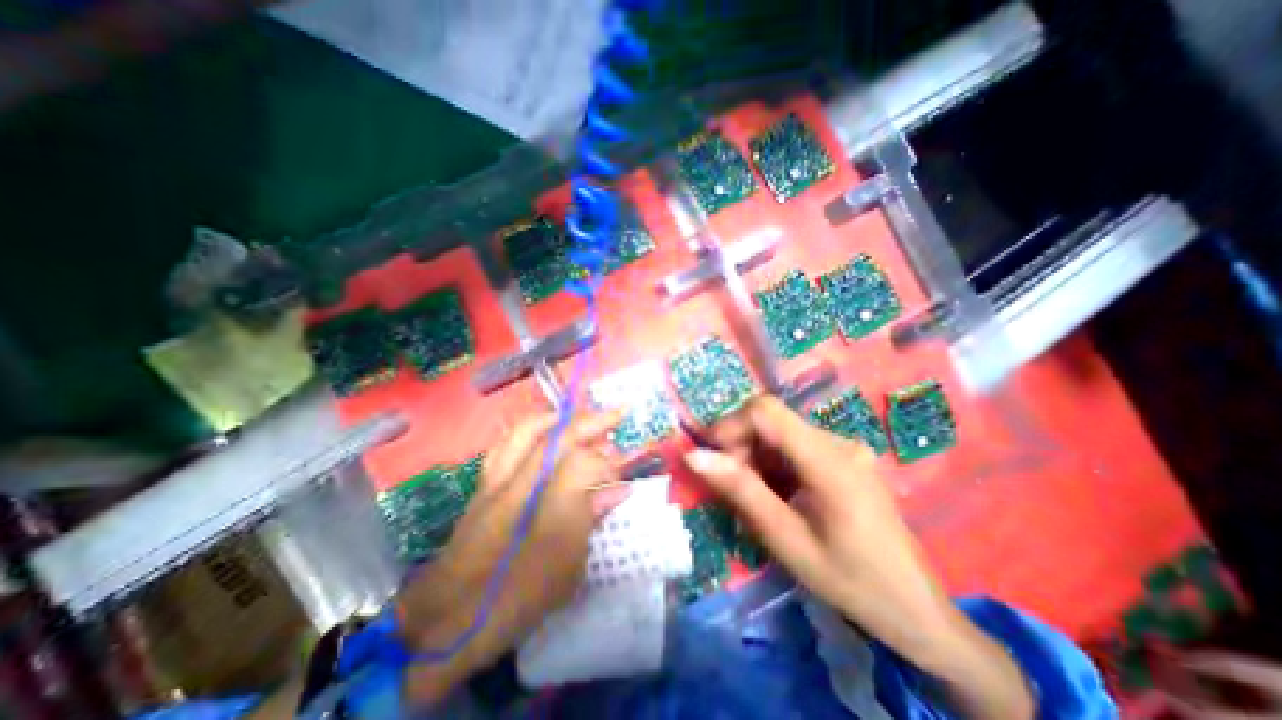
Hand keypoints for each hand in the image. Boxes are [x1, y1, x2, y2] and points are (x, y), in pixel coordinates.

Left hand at [395, 412, 630, 702]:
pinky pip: (507, 441)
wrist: (446, 622)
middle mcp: (521, 488)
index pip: (584, 464)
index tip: (619, 469)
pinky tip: (543, 433)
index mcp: (547, 517)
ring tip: (579, 418)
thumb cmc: (516, 601)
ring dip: (561, 419)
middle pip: (559, 436)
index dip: (607, 461)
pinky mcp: (482, 484)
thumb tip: (618, 491)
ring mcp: (497, 481)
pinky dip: (531, 429)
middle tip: (613, 416)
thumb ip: (592, 521)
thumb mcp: (568, 571)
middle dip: (592, 421)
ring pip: (529, 429)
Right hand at [685, 396, 954, 660]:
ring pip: (780, 432)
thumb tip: (694, 455)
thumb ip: (741, 490)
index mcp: (829, 460)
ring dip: (756, 456)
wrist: (915, 609)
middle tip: (733, 487)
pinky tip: (777, 495)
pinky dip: (774, 464)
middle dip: (741, 445)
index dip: (730, 424)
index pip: (767, 410)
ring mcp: (844, 447)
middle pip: (772, 420)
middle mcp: (838, 441)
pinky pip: (795, 446)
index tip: (713, 458)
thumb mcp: (786, 539)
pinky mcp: (844, 457)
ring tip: (755, 497)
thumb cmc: (850, 581)